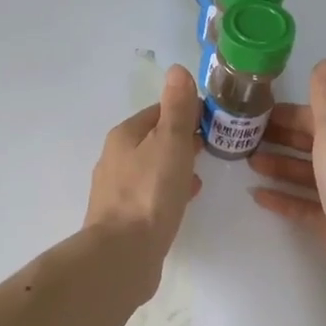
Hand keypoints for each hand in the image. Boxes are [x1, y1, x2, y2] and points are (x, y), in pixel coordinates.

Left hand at [84, 65, 202, 264]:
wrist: (123, 255)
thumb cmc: (150, 192)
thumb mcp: (170, 142)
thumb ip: (177, 108)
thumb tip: (177, 70)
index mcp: (124, 136)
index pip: (158, 112)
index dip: (184, 111)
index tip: (210, 119)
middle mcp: (115, 158)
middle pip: (153, 140)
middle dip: (180, 139)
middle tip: (210, 145)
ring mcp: (116, 190)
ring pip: (152, 167)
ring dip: (175, 165)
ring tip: (201, 172)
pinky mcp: (123, 218)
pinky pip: (150, 194)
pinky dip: (168, 189)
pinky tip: (185, 199)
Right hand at [248, 59, 325, 295]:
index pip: (315, 118)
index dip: (286, 115)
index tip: (254, 115)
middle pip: (309, 145)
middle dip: (279, 139)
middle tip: (243, 139)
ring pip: (305, 174)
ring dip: (278, 166)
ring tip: (247, 164)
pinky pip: (303, 204)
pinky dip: (282, 197)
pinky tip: (257, 196)